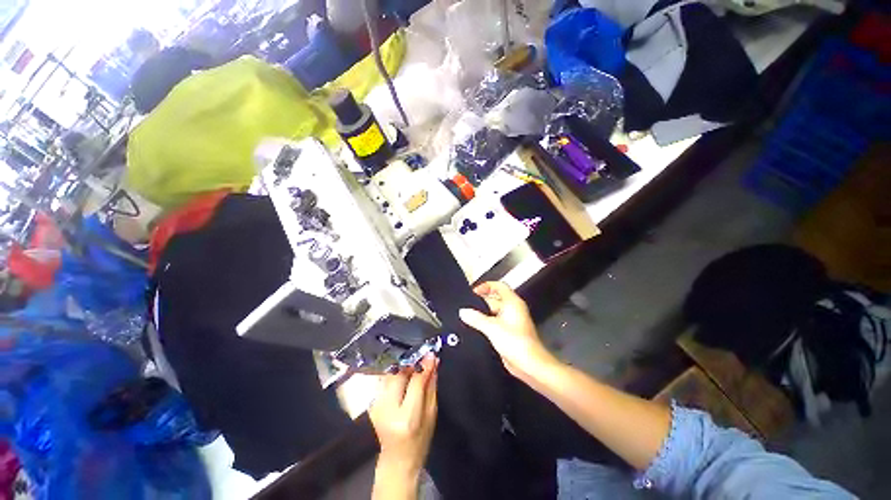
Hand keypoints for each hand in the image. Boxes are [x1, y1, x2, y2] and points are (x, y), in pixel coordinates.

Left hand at [369, 355, 438, 481]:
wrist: (397, 459)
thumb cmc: (420, 440)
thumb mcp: (431, 414)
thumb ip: (431, 386)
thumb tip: (433, 362)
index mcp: (407, 417)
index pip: (415, 382)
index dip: (424, 365)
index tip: (431, 354)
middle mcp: (387, 409)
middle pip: (399, 374)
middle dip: (411, 362)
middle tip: (422, 357)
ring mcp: (376, 406)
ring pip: (390, 374)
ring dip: (403, 366)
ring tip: (414, 364)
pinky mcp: (372, 403)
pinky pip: (384, 379)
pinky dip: (395, 373)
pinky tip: (403, 373)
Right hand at [459, 281, 558, 381]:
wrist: (529, 365)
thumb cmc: (515, 342)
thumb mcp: (492, 327)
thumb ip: (476, 318)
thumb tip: (463, 311)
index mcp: (512, 302)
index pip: (498, 286)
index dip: (485, 286)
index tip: (473, 292)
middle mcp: (512, 309)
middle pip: (494, 299)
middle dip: (480, 302)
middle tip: (466, 306)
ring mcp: (511, 321)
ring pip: (493, 312)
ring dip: (482, 314)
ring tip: (467, 317)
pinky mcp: (508, 332)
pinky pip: (494, 323)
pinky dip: (485, 323)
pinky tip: (474, 328)